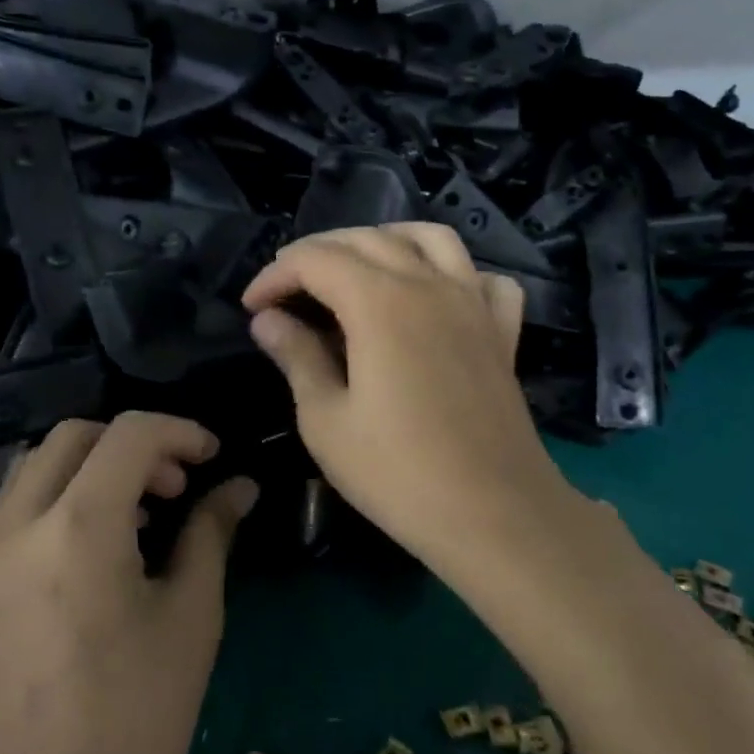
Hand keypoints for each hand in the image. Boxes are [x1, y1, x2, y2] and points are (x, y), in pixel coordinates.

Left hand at [0, 412, 257, 753]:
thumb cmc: (135, 719)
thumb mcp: (191, 617)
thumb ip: (211, 533)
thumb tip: (239, 487)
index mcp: (78, 526)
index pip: (129, 434)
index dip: (179, 431)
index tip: (214, 457)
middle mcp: (19, 525)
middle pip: (72, 436)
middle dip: (132, 443)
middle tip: (174, 485)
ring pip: (36, 468)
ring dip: (92, 468)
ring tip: (138, 518)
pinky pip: (16, 511)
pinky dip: (61, 501)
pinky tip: (95, 555)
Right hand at [241, 223, 563, 571]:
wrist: (495, 516)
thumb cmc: (398, 473)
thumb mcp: (325, 420)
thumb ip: (296, 357)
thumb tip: (268, 320)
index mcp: (380, 302)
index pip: (315, 259)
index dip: (274, 275)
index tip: (252, 307)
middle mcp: (429, 285)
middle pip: (366, 238)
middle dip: (317, 253)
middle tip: (287, 290)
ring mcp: (473, 303)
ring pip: (428, 238)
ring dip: (383, 242)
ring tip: (356, 272)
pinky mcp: (501, 331)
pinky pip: (483, 278)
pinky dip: (454, 273)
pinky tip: (435, 297)